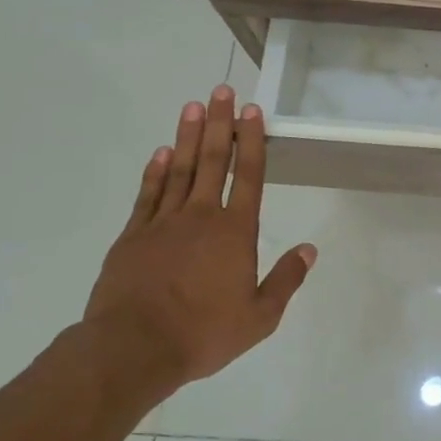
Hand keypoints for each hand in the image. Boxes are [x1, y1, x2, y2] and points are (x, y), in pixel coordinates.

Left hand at [84, 86, 315, 390]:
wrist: (132, 349)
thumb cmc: (203, 333)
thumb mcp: (260, 316)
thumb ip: (286, 280)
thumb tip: (308, 250)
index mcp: (235, 232)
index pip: (248, 176)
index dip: (251, 141)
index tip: (252, 111)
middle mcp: (201, 217)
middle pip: (212, 161)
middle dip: (219, 124)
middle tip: (221, 91)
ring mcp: (163, 223)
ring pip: (179, 170)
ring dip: (187, 137)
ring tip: (193, 106)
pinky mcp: (133, 237)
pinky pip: (148, 195)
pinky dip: (155, 171)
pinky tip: (161, 153)